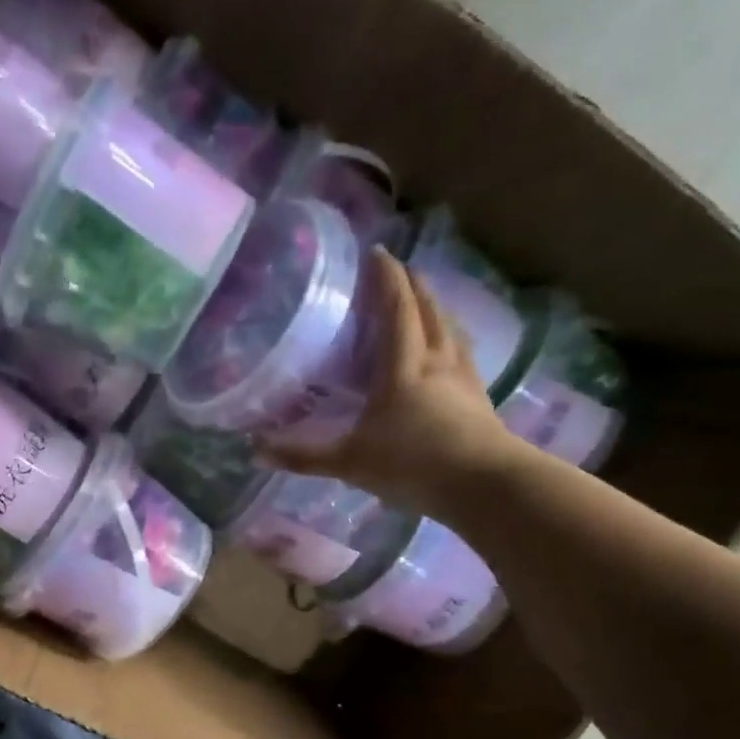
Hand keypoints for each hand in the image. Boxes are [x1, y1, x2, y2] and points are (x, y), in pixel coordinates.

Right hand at [261, 248, 526, 518]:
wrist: (483, 485)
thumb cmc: (412, 464)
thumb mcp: (350, 462)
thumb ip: (304, 456)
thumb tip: (255, 450)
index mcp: (403, 367)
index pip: (396, 309)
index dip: (386, 279)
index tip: (377, 252)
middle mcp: (436, 361)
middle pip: (429, 310)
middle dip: (414, 285)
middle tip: (401, 269)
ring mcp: (463, 379)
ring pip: (451, 329)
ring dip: (438, 308)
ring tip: (426, 301)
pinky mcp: (480, 398)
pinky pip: (463, 354)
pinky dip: (453, 339)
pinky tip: (451, 351)